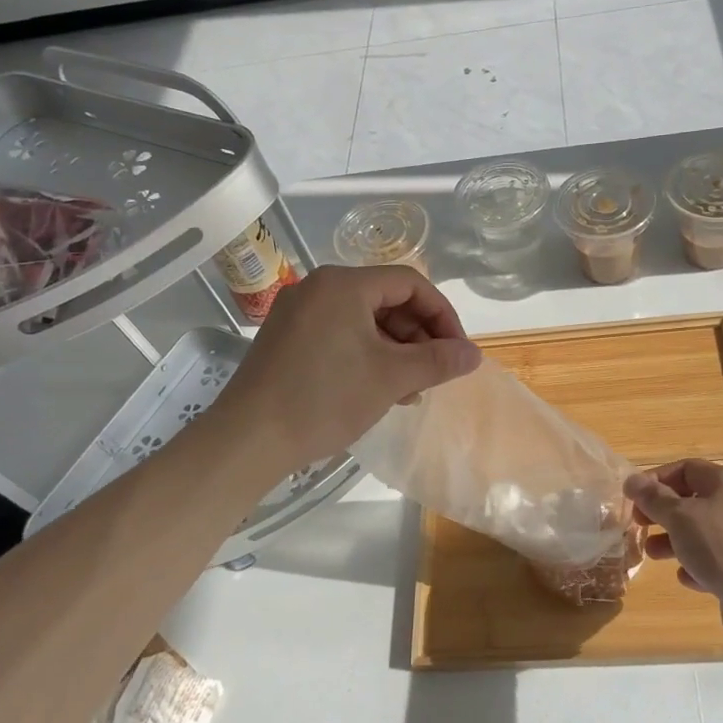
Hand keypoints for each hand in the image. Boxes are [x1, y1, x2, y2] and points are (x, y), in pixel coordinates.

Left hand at [213, 264, 480, 471]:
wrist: (248, 439)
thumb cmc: (325, 399)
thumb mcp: (391, 378)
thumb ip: (438, 360)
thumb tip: (474, 354)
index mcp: (343, 284)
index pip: (410, 283)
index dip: (442, 315)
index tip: (457, 351)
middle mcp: (319, 288)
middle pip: (387, 300)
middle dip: (419, 336)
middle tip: (435, 374)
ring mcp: (298, 313)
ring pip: (365, 320)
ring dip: (396, 350)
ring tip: (410, 389)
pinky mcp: (287, 338)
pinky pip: (341, 334)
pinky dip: (367, 355)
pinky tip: (380, 389)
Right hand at [626, 460, 722, 652]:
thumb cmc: (719, 545)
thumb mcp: (678, 517)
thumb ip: (653, 498)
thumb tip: (631, 480)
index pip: (685, 468)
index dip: (656, 480)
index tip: (634, 498)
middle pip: (693, 500)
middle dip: (662, 513)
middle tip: (639, 525)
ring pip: (704, 531)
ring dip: (675, 540)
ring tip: (652, 554)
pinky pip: (718, 558)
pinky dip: (698, 564)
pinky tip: (685, 577)